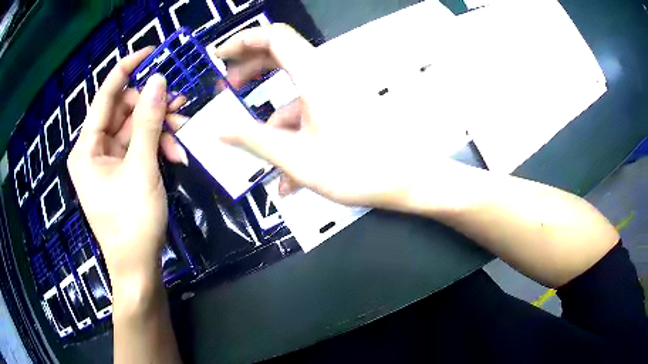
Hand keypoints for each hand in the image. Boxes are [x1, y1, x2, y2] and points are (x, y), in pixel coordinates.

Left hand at [67, 49, 186, 290]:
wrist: (138, 267)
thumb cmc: (132, 222)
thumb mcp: (141, 169)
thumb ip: (147, 122)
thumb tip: (158, 80)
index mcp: (86, 148)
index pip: (105, 96)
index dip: (127, 69)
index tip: (152, 51)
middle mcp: (93, 150)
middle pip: (123, 111)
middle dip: (152, 107)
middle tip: (181, 105)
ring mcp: (108, 161)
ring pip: (135, 128)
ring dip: (160, 129)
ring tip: (183, 135)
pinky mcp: (122, 171)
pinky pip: (139, 147)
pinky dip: (158, 146)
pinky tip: (176, 155)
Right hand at [209, 24, 455, 208]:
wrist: (406, 180)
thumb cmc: (357, 167)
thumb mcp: (295, 156)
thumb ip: (253, 139)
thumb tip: (220, 128)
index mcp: (314, 75)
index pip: (273, 37)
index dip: (243, 40)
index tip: (221, 56)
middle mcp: (324, 76)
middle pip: (279, 57)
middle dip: (249, 73)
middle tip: (227, 90)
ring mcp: (333, 93)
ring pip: (291, 94)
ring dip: (269, 118)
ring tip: (254, 150)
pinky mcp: (340, 109)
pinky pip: (307, 113)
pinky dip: (292, 134)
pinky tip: (287, 172)